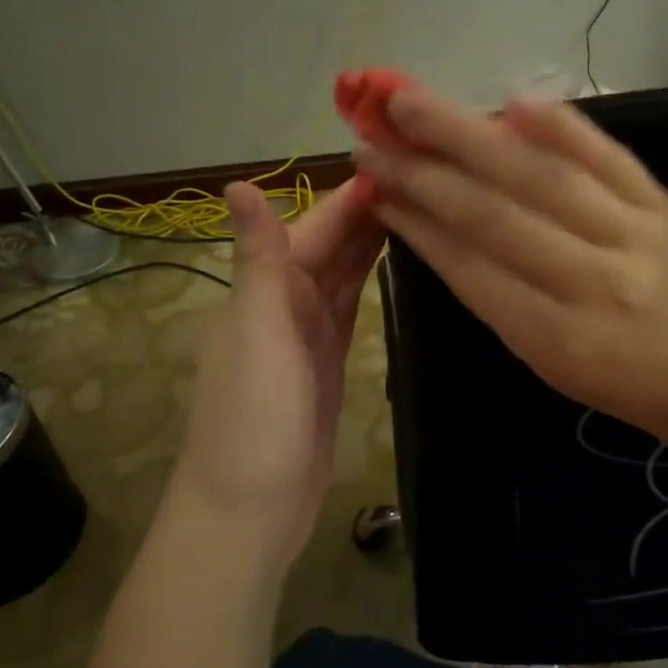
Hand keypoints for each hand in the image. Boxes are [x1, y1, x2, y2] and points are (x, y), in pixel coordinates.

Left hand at [172, 180, 385, 576]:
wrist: (250, 510)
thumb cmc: (253, 417)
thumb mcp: (257, 331)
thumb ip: (258, 258)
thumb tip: (236, 182)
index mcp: (268, 288)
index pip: (317, 225)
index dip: (354, 193)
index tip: (402, 157)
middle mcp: (287, 302)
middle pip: (334, 244)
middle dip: (371, 210)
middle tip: (430, 178)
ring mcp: (310, 334)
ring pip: (345, 273)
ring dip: (375, 240)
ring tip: (424, 208)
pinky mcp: (330, 364)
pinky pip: (352, 308)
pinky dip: (370, 282)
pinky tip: (396, 264)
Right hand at [351, 86, 667, 438]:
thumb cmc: (604, 370)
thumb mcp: (535, 352)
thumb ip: (480, 285)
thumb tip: (416, 209)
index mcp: (557, 337)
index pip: (471, 267)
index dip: (416, 219)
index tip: (370, 180)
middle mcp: (597, 284)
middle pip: (499, 215)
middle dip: (428, 171)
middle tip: (374, 134)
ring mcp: (636, 235)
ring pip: (543, 177)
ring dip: (472, 136)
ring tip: (414, 103)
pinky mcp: (662, 203)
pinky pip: (607, 155)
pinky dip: (558, 125)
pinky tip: (511, 101)